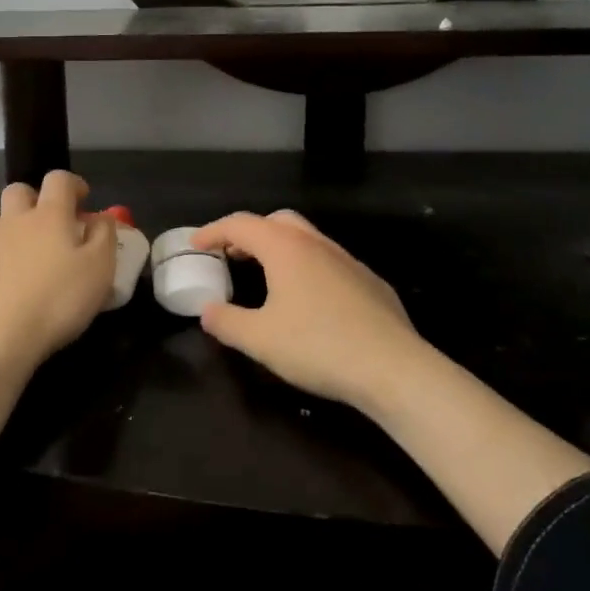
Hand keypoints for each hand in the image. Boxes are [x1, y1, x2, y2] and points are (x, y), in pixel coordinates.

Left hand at [0, 170, 115, 378]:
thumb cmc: (58, 300)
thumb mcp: (99, 269)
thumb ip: (104, 236)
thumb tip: (100, 217)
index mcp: (49, 215)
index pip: (58, 179)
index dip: (73, 184)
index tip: (84, 201)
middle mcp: (15, 221)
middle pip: (20, 191)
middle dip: (37, 199)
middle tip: (54, 225)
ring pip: (2, 222)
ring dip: (18, 229)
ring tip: (34, 259)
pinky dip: (4, 260)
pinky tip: (14, 286)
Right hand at [191, 210, 444, 412]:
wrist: (394, 368)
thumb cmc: (317, 346)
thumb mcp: (259, 339)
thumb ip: (226, 321)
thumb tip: (208, 311)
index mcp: (285, 248)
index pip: (241, 225)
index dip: (213, 232)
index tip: (196, 246)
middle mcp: (317, 244)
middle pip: (277, 222)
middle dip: (250, 234)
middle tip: (232, 256)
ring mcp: (349, 261)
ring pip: (307, 240)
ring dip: (280, 250)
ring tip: (266, 278)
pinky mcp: (370, 283)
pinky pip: (329, 263)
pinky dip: (307, 269)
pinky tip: (308, 303)